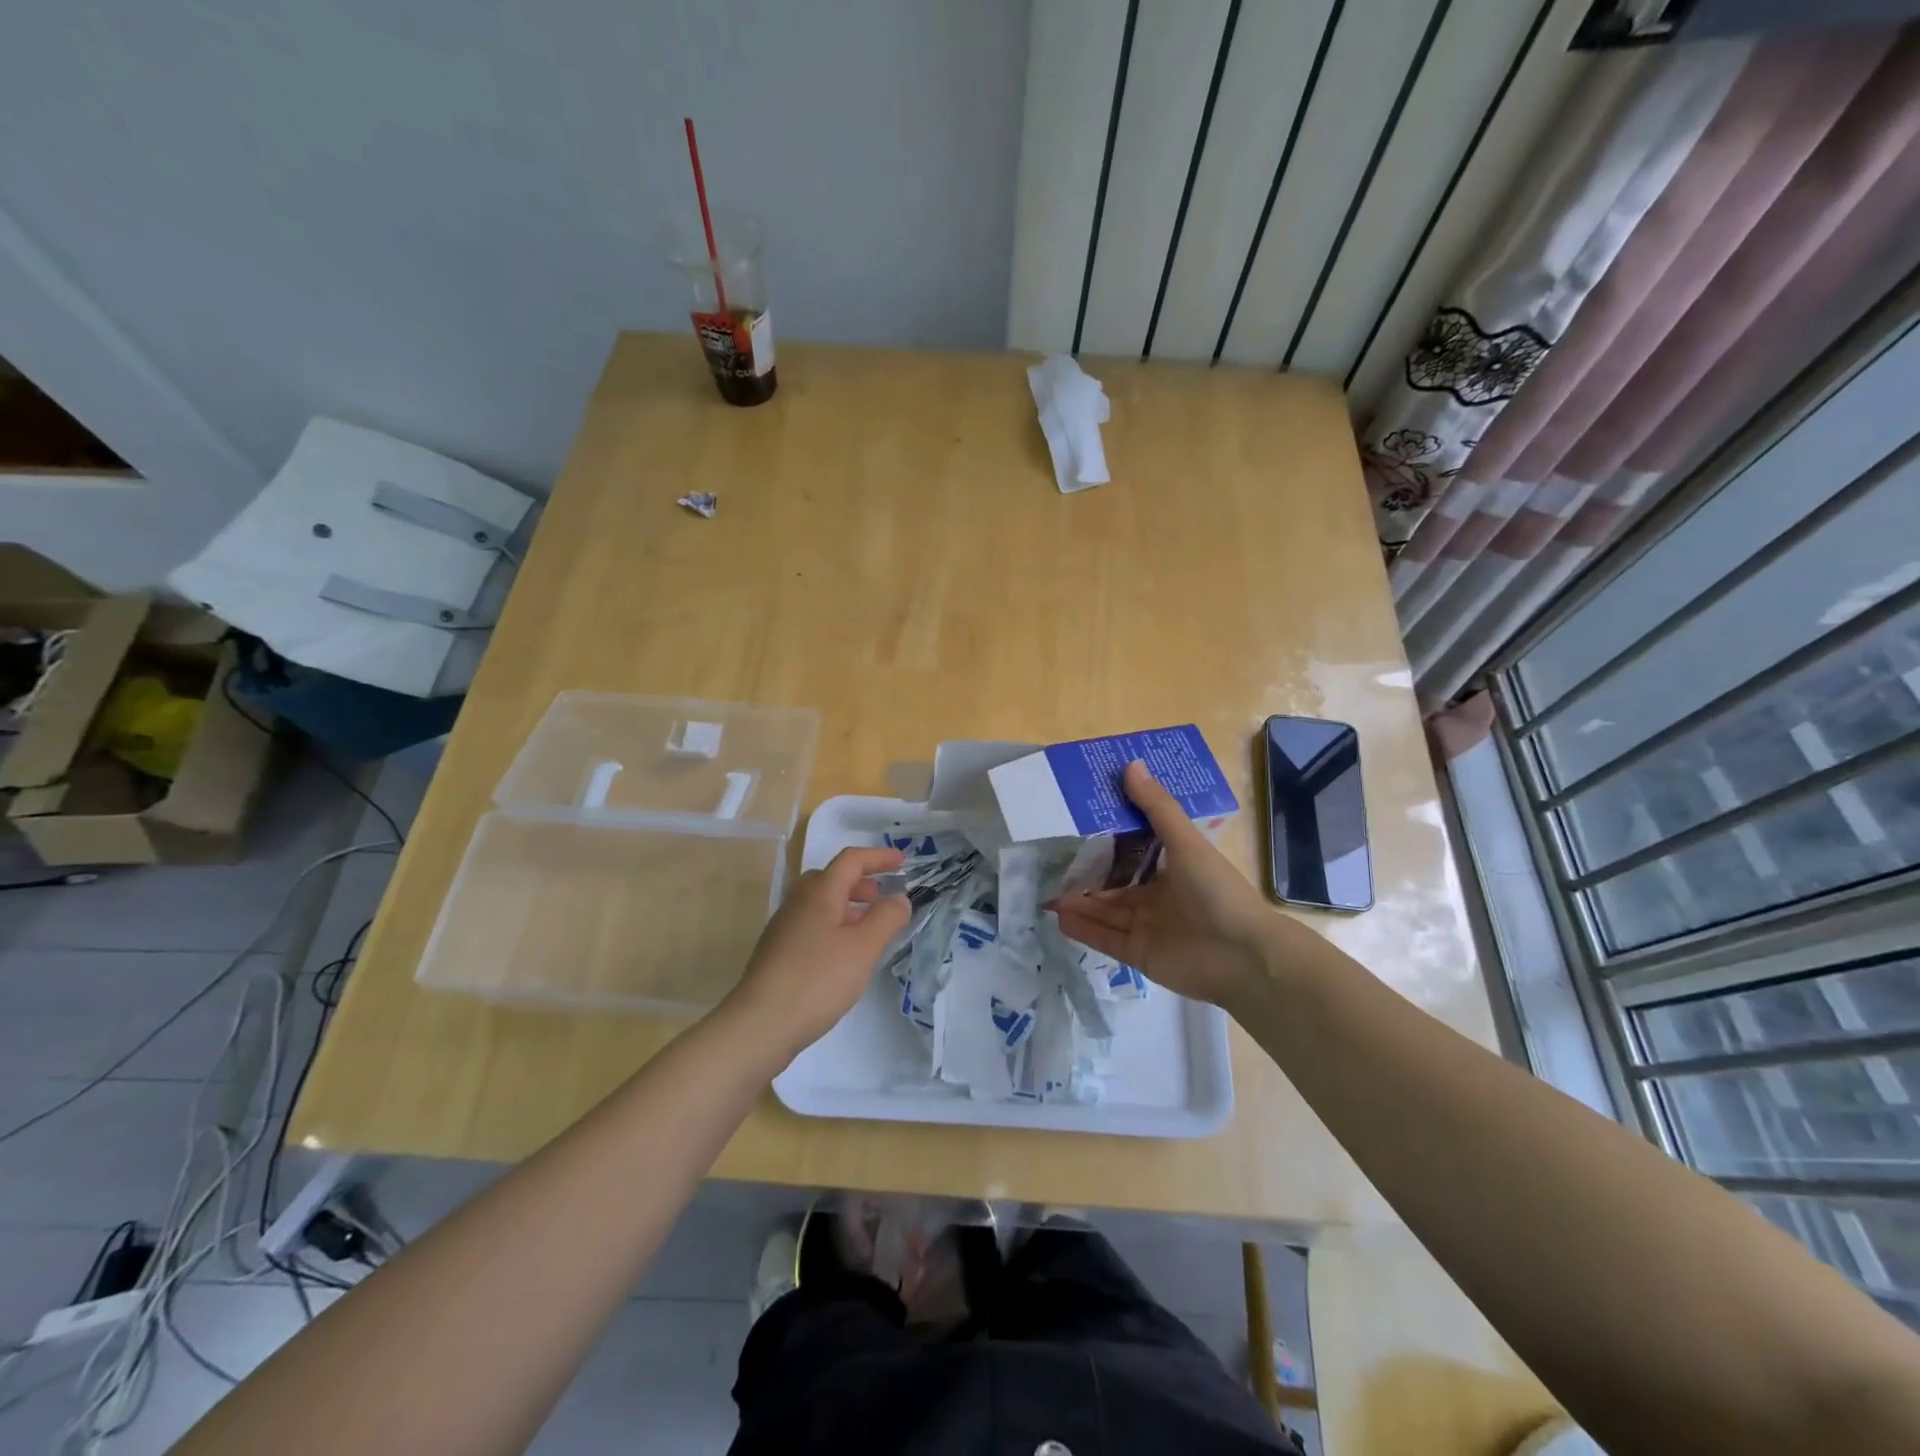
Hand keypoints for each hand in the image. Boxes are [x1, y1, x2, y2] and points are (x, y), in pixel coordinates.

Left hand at [725, 846, 911, 1059]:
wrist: (760, 1025)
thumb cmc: (817, 980)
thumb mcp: (863, 948)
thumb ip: (886, 918)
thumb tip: (899, 898)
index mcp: (819, 893)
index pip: (851, 860)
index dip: (878, 857)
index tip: (903, 862)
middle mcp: (798, 902)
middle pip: (831, 878)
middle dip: (861, 883)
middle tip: (882, 900)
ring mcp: (783, 928)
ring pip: (820, 903)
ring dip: (847, 907)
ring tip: (867, 930)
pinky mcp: (777, 952)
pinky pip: (811, 925)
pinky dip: (833, 927)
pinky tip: (842, 956)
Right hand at [1052, 761, 1281, 1009]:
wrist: (1243, 957)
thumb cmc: (1217, 891)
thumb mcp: (1186, 843)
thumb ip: (1156, 808)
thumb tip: (1131, 764)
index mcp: (1173, 869)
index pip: (1134, 854)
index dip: (1107, 843)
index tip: (1076, 827)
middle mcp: (1159, 897)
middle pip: (1114, 886)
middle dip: (1086, 878)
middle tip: (1052, 865)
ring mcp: (1148, 928)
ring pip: (1105, 912)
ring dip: (1080, 903)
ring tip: (1047, 893)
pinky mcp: (1139, 955)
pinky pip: (1105, 939)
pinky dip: (1084, 930)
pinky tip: (1060, 918)